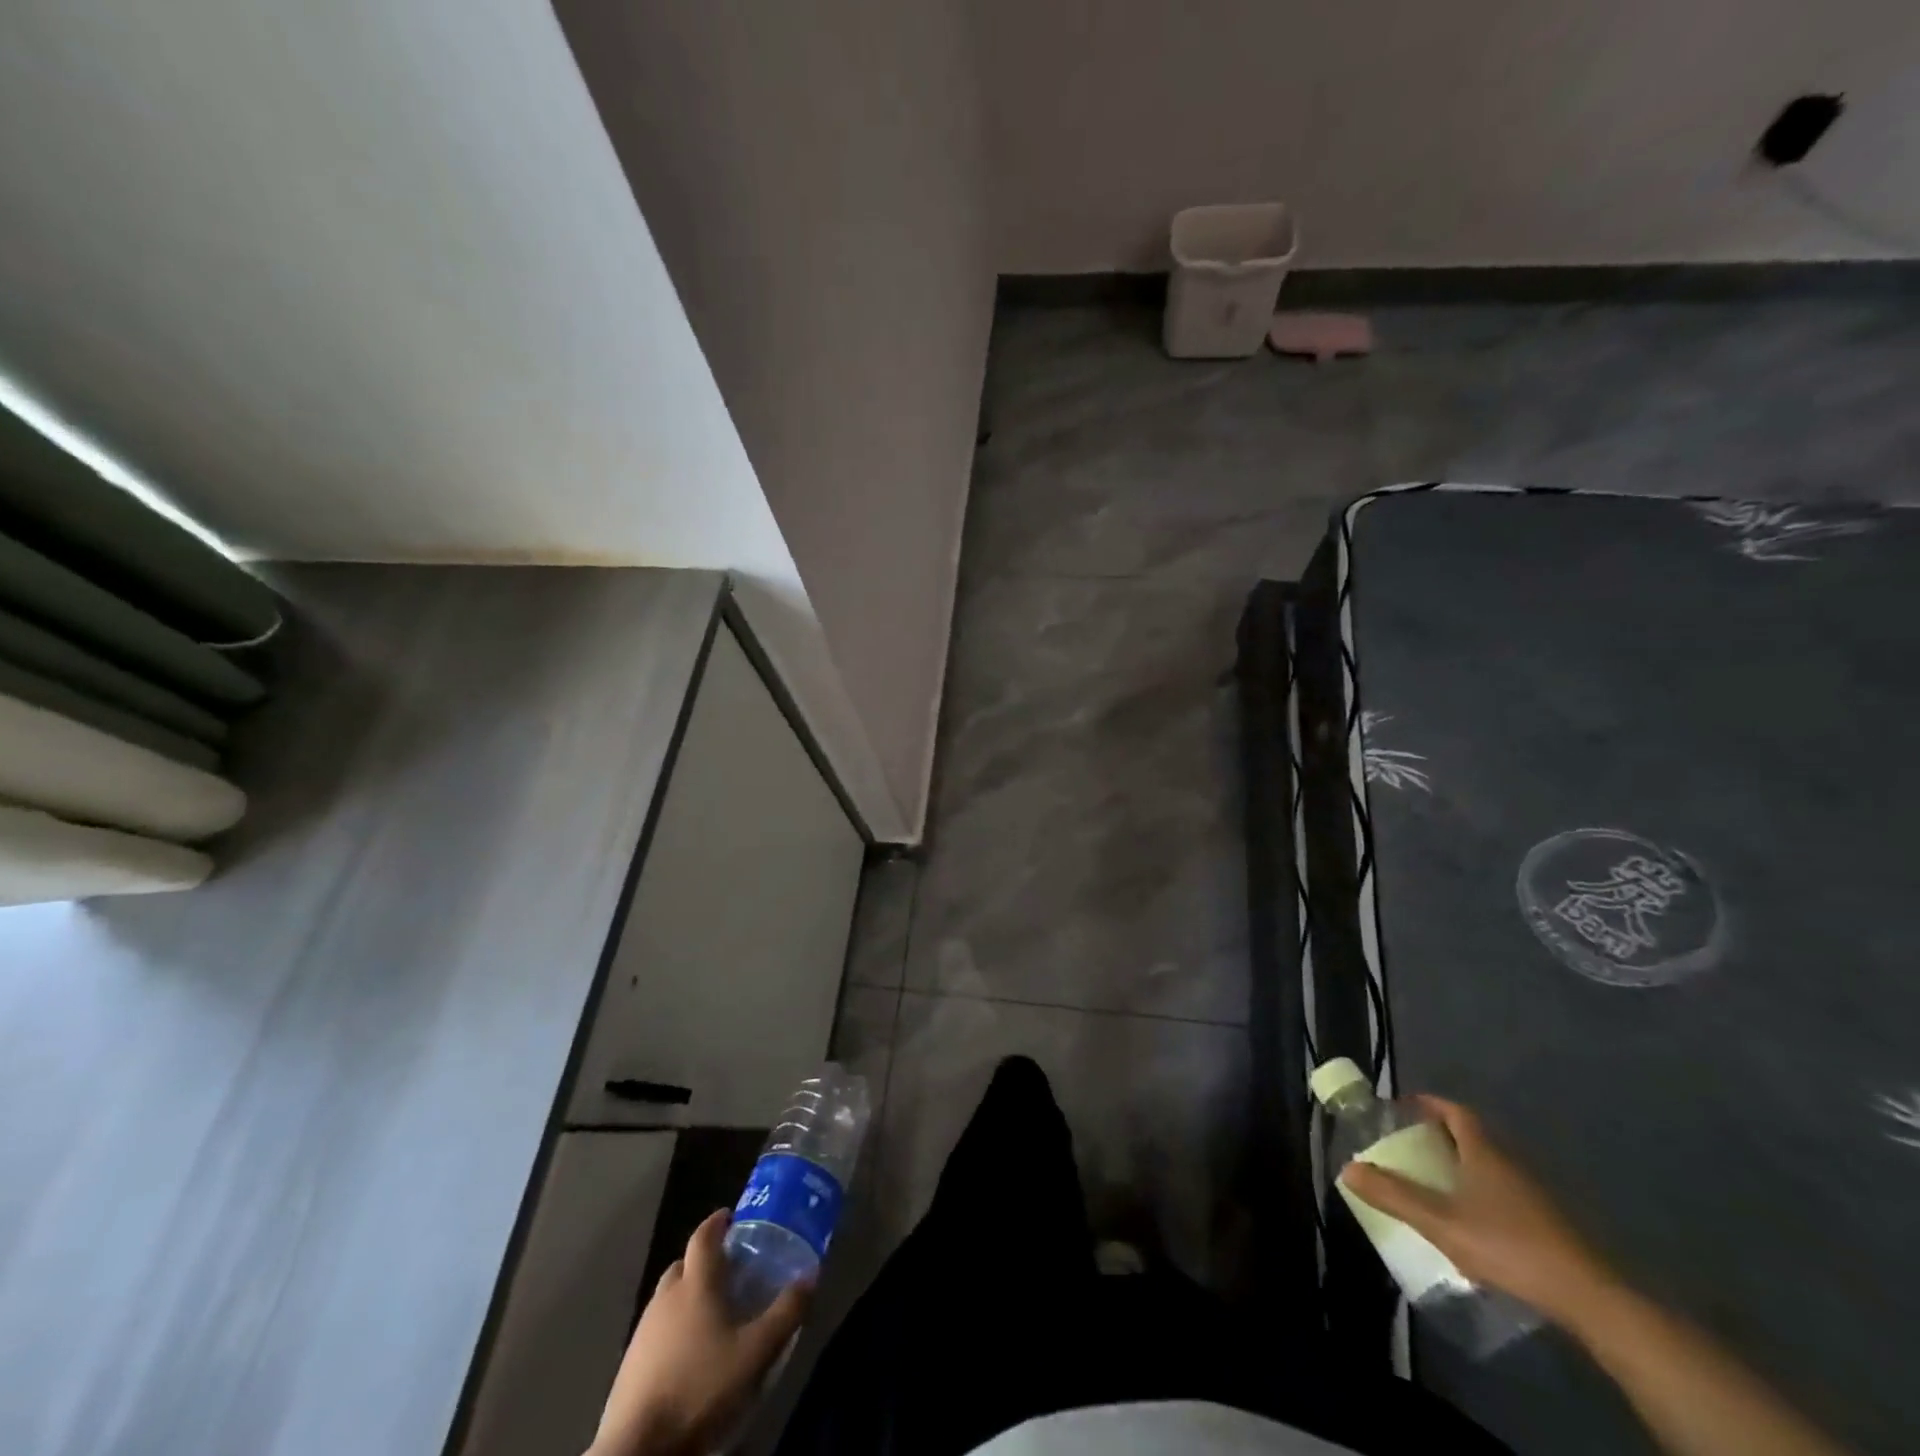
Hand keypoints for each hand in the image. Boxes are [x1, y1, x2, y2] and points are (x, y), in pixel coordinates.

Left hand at [587, 1209, 809, 1455]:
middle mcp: (666, 1297)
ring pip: (668, 1296)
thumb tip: (811, 1275)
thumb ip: (786, 1312)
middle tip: (729, 1268)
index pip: (703, 1236)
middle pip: (684, 1263)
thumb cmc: (700, 1386)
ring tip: (712, 1311)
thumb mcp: (755, 1352)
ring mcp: (644, 1329)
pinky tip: (689, 1350)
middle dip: (704, 1259)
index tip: (731, 1216)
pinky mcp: (631, 1361)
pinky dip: (674, 1325)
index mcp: (696, 1284)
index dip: (717, 1222)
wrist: (637, 1447)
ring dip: (688, 1293)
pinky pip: (657, 1327)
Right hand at [1340, 1096, 1611, 1325]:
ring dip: (1461, 1167)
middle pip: (1472, 1137)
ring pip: (1489, 1167)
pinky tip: (1470, 1222)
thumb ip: (1394, 1195)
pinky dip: (1481, 1195)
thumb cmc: (1508, 1245)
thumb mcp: (1441, 1222)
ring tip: (1433, 1184)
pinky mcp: (1547, 1224)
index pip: (1455, 1111)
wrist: (1589, 1298)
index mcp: (1484, 1151)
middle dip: (1440, 1137)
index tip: (1405, 1107)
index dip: (1429, 1104)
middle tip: (1411, 1147)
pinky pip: (1504, 1193)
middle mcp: (1509, 1163)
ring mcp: (1533, 1194)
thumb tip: (1347, 1168)